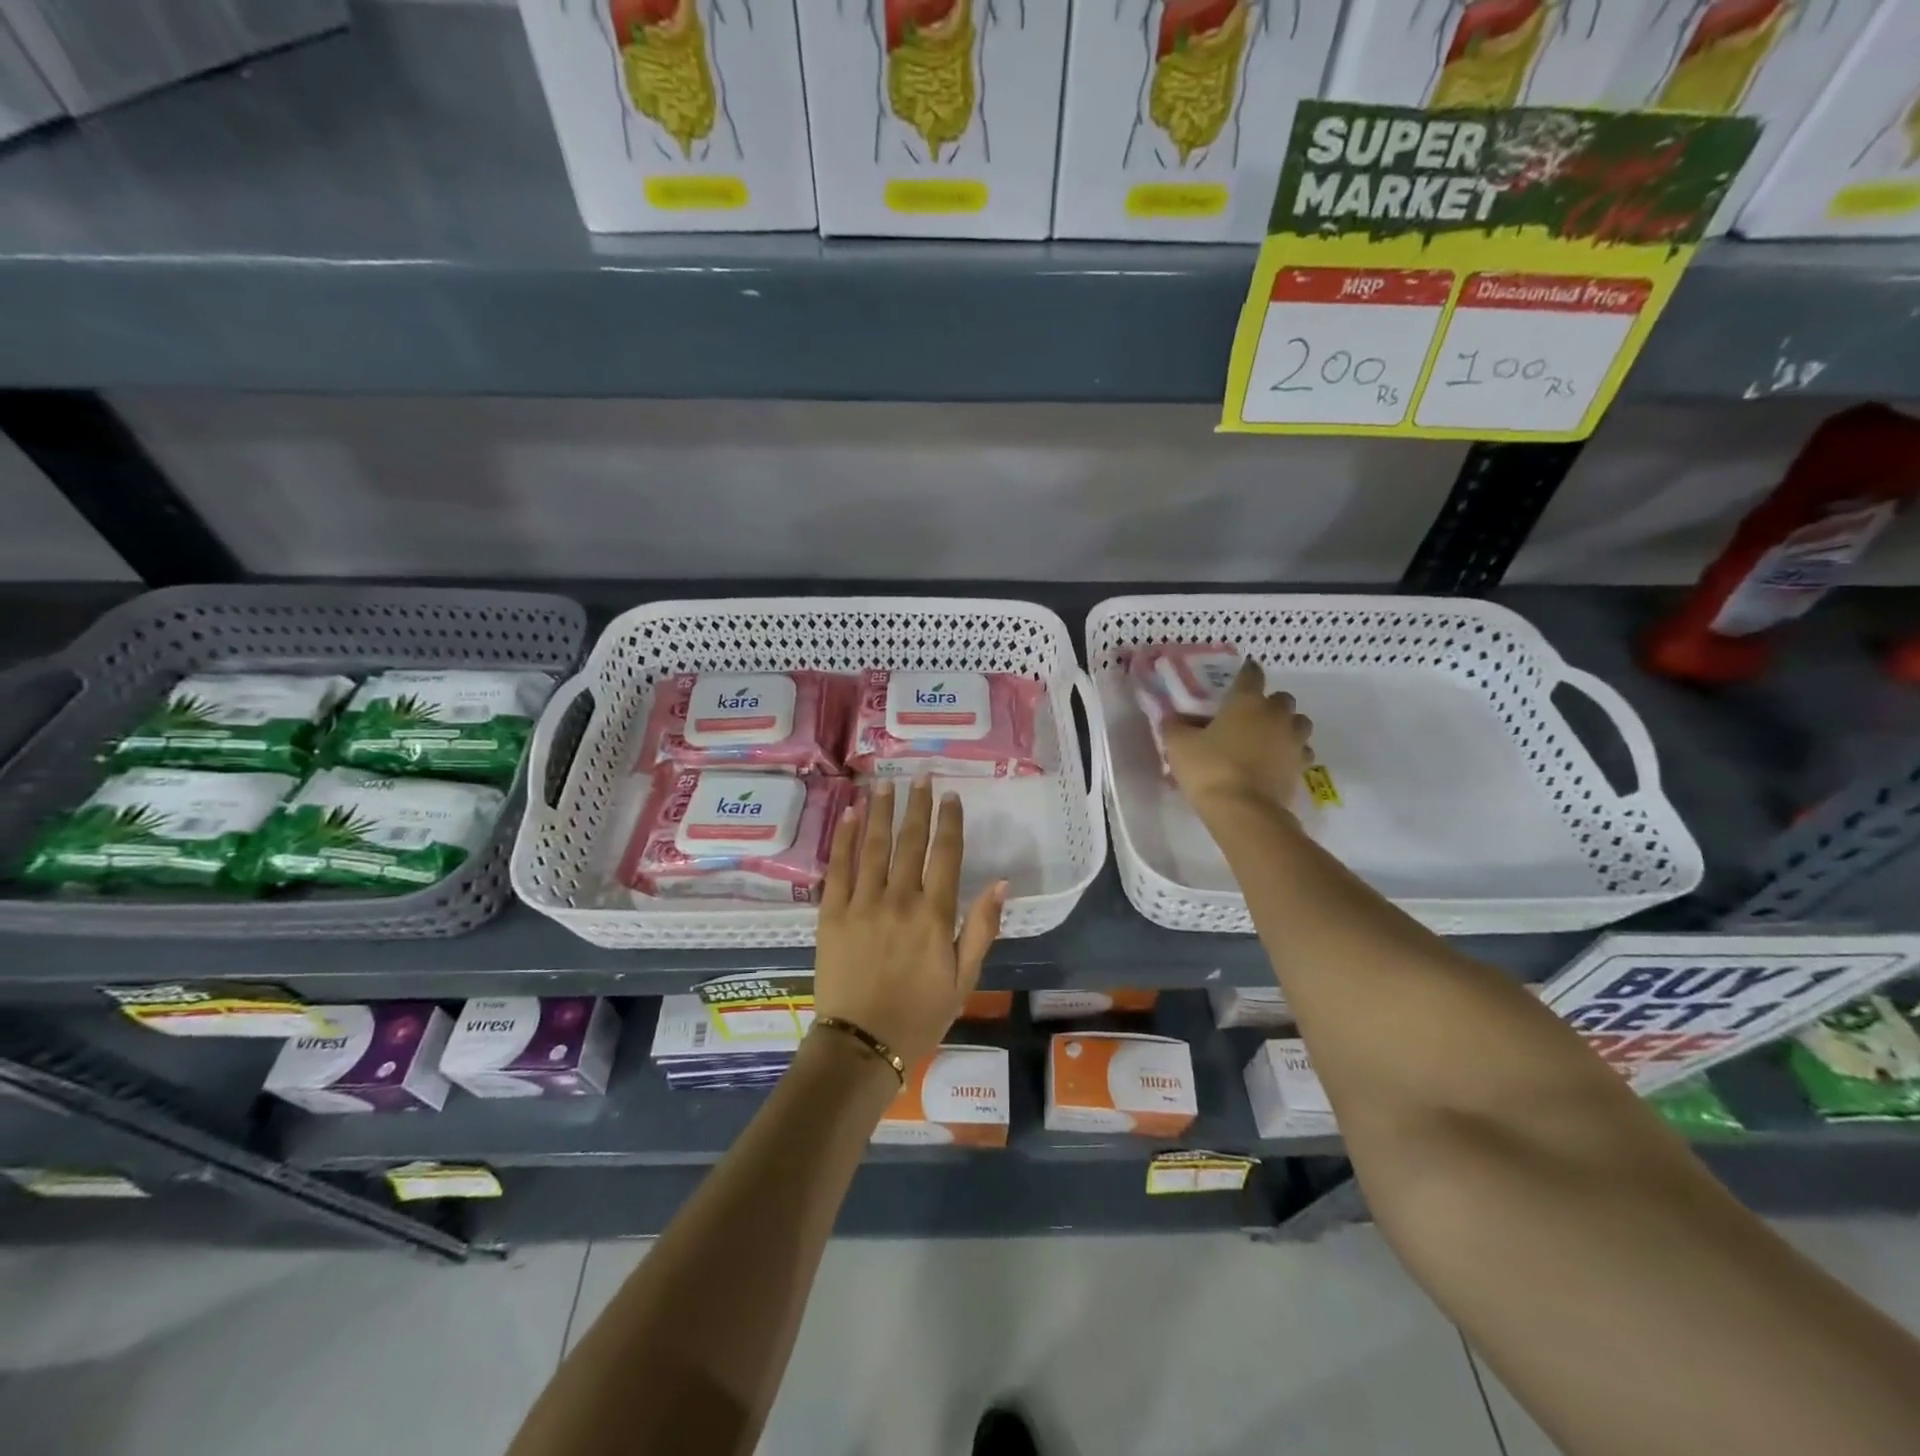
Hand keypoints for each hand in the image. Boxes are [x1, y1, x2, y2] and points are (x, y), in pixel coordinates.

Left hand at [815, 778, 1007, 1071]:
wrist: (862, 1043)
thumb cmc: (920, 1014)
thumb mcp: (964, 978)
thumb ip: (981, 928)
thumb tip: (1002, 883)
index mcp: (935, 915)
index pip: (946, 854)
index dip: (949, 821)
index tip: (950, 795)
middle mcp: (899, 899)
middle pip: (910, 841)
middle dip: (917, 805)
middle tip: (920, 777)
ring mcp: (862, 903)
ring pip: (874, 846)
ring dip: (881, 810)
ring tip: (886, 782)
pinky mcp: (831, 913)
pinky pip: (838, 867)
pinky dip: (845, 837)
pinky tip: (851, 813)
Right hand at [1162, 659, 1312, 817]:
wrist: (1244, 811)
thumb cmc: (1209, 769)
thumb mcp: (1178, 746)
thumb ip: (1175, 726)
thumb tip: (1173, 717)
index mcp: (1247, 701)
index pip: (1251, 674)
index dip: (1246, 672)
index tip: (1238, 679)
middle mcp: (1276, 714)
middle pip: (1281, 698)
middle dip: (1269, 703)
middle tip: (1249, 716)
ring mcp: (1294, 740)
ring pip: (1298, 723)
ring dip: (1286, 726)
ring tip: (1267, 738)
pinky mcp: (1301, 766)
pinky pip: (1302, 751)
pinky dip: (1291, 752)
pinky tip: (1276, 762)